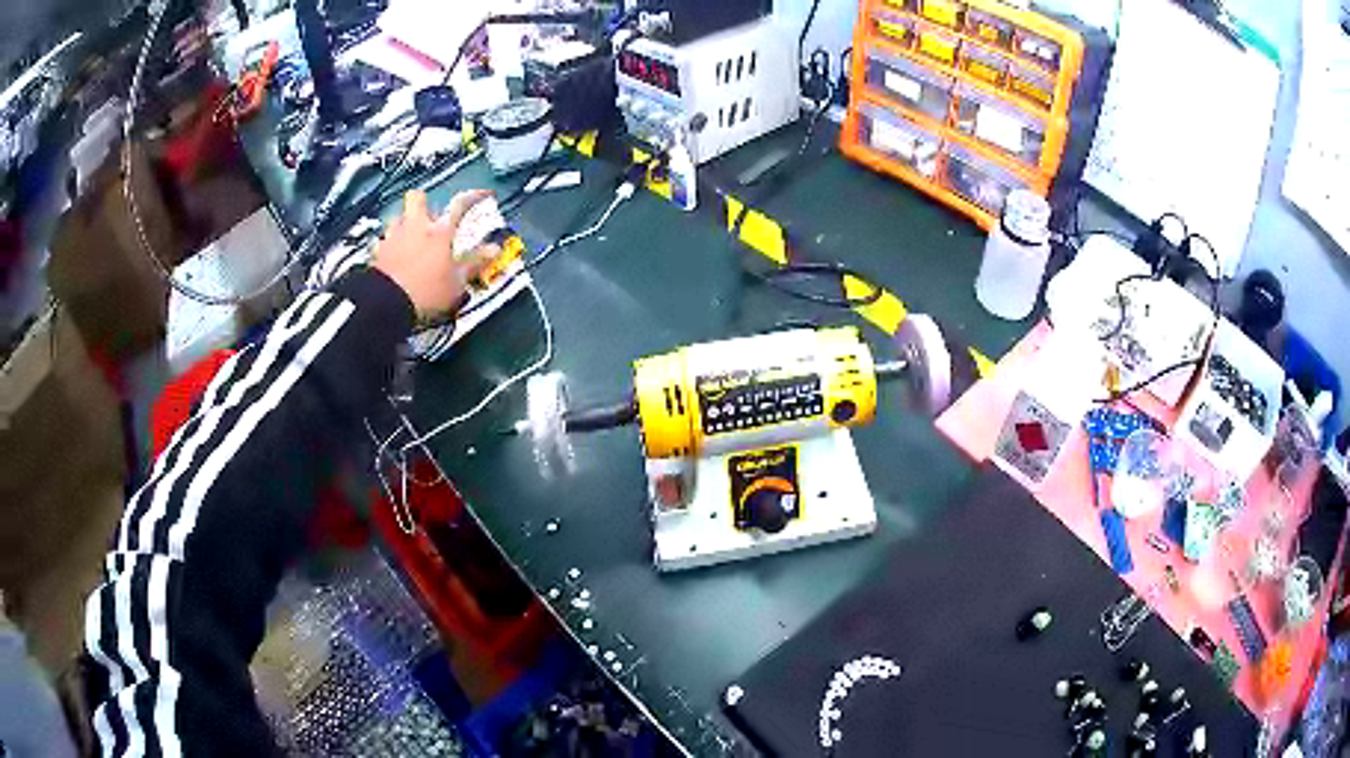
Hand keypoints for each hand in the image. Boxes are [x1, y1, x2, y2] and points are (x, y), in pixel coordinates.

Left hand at [371, 189, 498, 320]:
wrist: (385, 304)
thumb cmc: (426, 292)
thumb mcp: (456, 282)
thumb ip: (474, 263)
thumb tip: (494, 249)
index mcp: (439, 231)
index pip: (460, 203)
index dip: (474, 196)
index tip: (484, 194)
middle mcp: (415, 227)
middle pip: (417, 197)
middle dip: (424, 203)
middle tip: (431, 219)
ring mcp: (393, 237)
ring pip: (397, 216)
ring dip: (404, 223)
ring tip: (411, 238)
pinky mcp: (377, 252)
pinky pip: (383, 240)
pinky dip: (389, 245)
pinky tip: (394, 257)